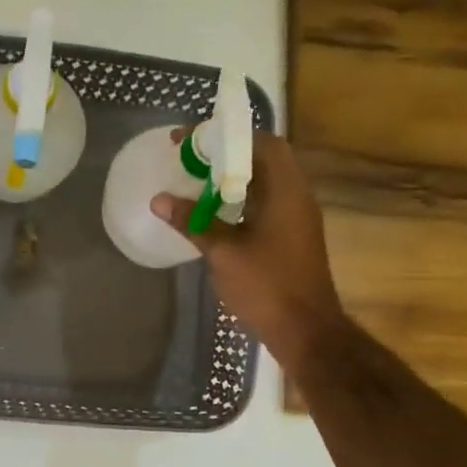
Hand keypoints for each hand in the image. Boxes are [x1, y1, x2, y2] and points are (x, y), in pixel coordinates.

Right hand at [152, 132, 345, 373]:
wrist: (306, 330)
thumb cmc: (267, 286)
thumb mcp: (223, 252)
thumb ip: (193, 222)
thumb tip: (160, 200)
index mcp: (286, 190)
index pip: (260, 142)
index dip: (224, 136)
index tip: (189, 141)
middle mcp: (297, 196)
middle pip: (262, 158)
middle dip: (224, 154)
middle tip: (188, 160)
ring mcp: (297, 217)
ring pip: (264, 182)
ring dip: (231, 177)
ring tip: (195, 181)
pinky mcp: (292, 236)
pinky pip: (265, 203)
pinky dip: (239, 199)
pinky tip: (213, 213)